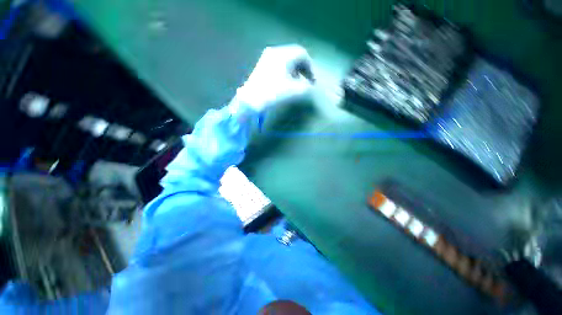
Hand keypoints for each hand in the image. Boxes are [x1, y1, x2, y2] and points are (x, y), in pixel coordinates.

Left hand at [235, 45, 314, 112]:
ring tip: (296, 83)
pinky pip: (277, 65)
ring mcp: (266, 58)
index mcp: (283, 55)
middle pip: (294, 56)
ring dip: (294, 71)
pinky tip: (284, 82)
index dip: (310, 67)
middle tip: (306, 81)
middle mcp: (274, 52)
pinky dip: (285, 72)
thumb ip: (307, 87)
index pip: (302, 54)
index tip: (312, 81)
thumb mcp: (294, 91)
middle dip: (302, 69)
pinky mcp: (261, 67)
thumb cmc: (274, 93)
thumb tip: (311, 87)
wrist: (251, 101)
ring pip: (285, 60)